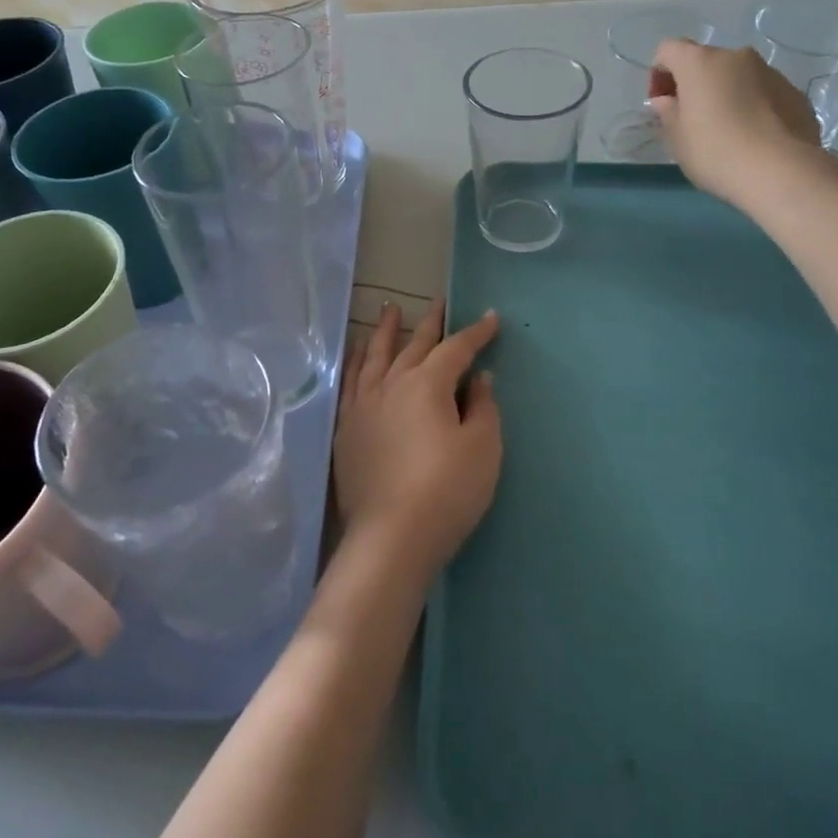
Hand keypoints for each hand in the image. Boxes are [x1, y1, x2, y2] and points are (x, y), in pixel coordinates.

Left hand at [333, 302, 501, 580]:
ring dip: (386, 331)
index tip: (491, 319)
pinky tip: (358, 353)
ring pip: (376, 355)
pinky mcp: (347, 427)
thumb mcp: (482, 448)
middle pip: (414, 345)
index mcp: (428, 385)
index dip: (476, 333)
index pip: (456, 349)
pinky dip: (357, 360)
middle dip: (430, 323)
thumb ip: (482, 407)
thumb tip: (479, 378)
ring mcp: (364, 404)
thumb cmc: (447, 490)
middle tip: (438, 302)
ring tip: (389, 309)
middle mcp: (392, 384)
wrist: (391, 535)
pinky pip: (350, 381)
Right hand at [649, 39, 829, 206]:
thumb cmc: (714, 151)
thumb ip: (668, 112)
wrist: (780, 171)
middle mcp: (736, 57)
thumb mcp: (677, 137)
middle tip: (693, 120)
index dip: (659, 73)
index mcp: (700, 63)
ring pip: (738, 77)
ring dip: (727, 95)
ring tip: (728, 132)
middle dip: (695, 85)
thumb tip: (667, 100)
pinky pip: (763, 93)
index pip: (668, 49)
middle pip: (706, 62)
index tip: (662, 103)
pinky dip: (754, 107)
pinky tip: (754, 138)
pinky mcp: (795, 92)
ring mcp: (770, 72)